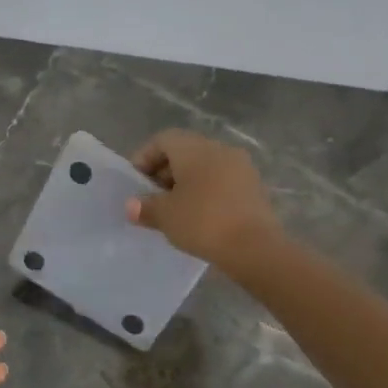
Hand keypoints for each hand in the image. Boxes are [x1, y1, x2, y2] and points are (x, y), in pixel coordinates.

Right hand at [126, 129, 284, 273]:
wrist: (255, 247)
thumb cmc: (203, 222)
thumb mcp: (165, 216)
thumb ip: (145, 207)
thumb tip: (132, 206)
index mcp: (194, 149)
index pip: (163, 140)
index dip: (144, 158)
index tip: (135, 183)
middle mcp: (219, 149)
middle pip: (185, 151)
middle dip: (164, 172)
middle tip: (151, 198)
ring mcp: (240, 167)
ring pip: (205, 167)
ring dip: (186, 183)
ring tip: (173, 210)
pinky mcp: (254, 187)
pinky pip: (221, 181)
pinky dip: (206, 192)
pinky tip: (198, 217)